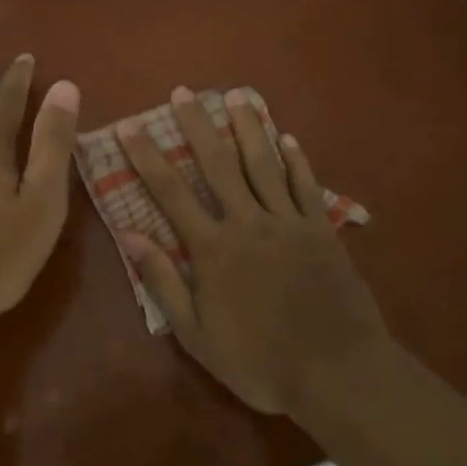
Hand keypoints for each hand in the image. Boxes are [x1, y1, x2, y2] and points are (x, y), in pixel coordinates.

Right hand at [117, 87, 389, 415]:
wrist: (337, 373)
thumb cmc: (260, 362)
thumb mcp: (197, 335)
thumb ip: (164, 282)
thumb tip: (130, 235)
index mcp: (214, 248)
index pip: (171, 193)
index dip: (147, 158)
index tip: (130, 127)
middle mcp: (248, 222)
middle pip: (218, 164)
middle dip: (198, 126)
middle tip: (184, 92)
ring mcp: (289, 222)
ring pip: (263, 163)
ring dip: (248, 127)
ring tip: (237, 95)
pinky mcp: (321, 229)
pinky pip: (305, 185)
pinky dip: (296, 159)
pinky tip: (287, 137)